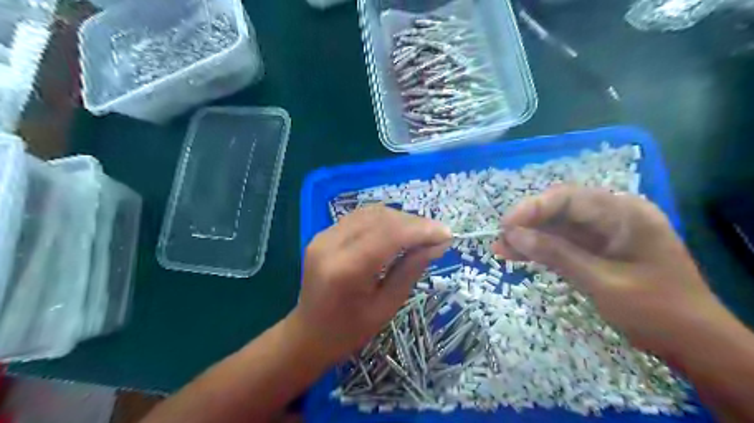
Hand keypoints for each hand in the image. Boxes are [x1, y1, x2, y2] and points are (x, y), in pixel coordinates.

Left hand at [289, 205, 449, 363]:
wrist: (308, 334)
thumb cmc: (349, 331)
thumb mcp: (387, 306)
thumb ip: (411, 270)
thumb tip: (438, 244)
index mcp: (346, 270)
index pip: (389, 235)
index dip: (421, 230)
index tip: (447, 234)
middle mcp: (331, 245)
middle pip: (380, 218)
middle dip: (413, 222)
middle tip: (436, 234)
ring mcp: (323, 236)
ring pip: (370, 212)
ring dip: (399, 218)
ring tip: (420, 233)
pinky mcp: (322, 234)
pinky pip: (359, 218)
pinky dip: (383, 220)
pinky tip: (397, 231)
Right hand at [495, 186, 729, 358]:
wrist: (693, 343)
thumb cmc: (656, 309)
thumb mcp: (602, 281)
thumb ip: (556, 254)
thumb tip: (513, 235)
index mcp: (624, 213)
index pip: (569, 198)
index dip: (533, 208)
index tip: (506, 225)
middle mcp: (613, 216)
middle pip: (560, 210)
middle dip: (528, 224)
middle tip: (500, 240)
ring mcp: (604, 234)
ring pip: (558, 228)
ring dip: (530, 238)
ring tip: (500, 249)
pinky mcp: (596, 251)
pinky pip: (564, 244)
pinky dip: (542, 251)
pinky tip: (518, 256)